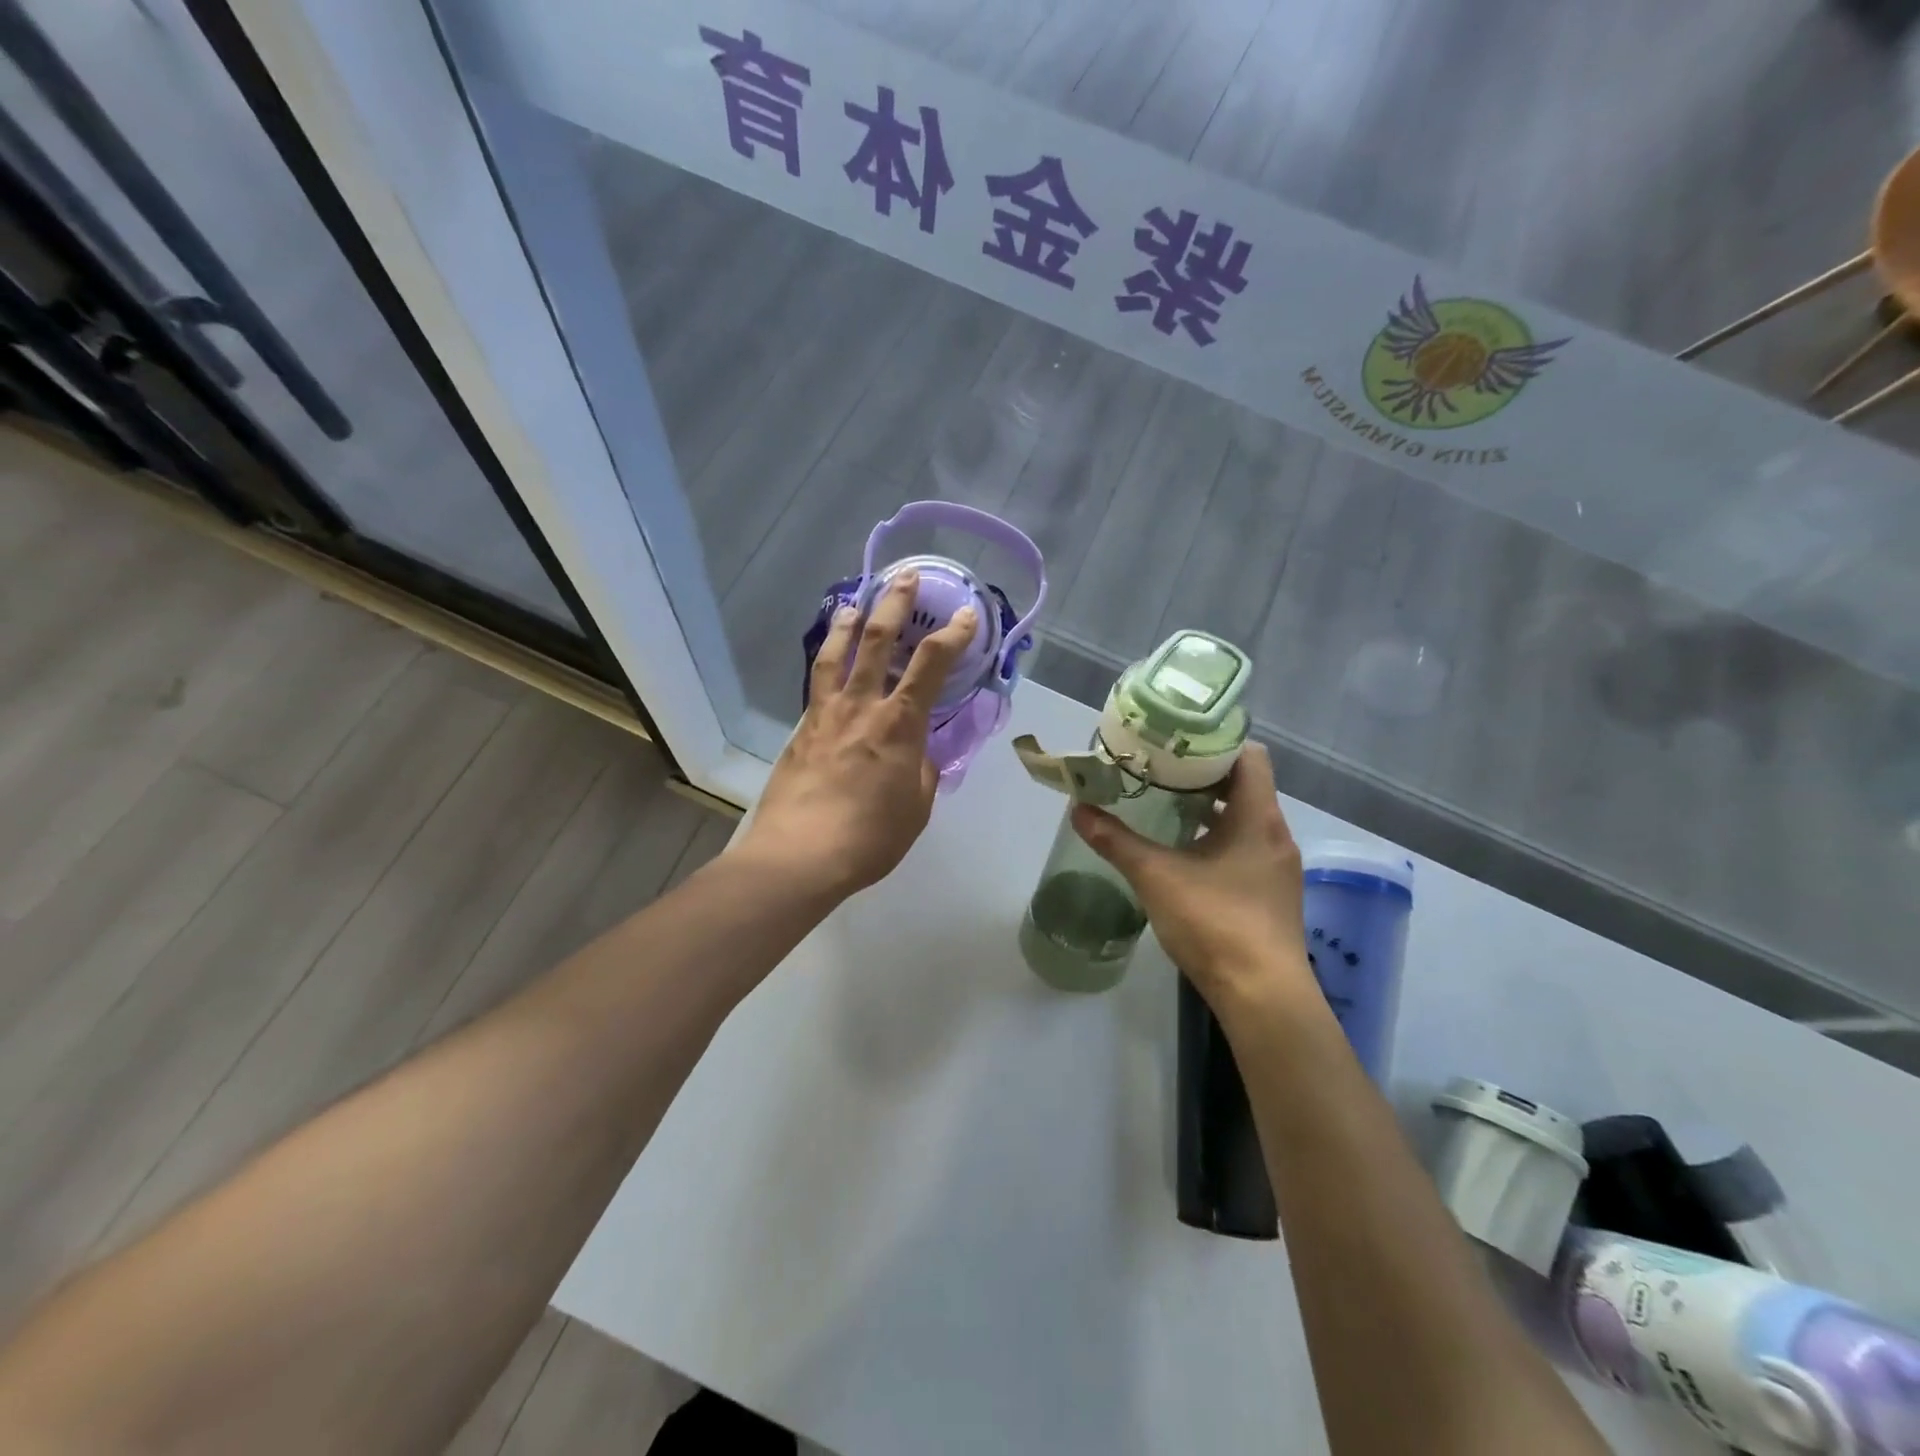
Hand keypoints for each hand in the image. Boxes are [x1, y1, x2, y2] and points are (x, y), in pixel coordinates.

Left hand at [739, 571, 977, 900]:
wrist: (800, 855)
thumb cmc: (871, 836)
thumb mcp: (917, 807)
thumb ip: (922, 772)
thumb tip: (918, 755)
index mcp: (899, 724)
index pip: (931, 664)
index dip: (953, 634)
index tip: (966, 615)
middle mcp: (861, 706)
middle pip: (876, 640)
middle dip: (894, 603)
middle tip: (905, 577)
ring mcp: (824, 715)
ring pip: (835, 654)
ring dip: (848, 621)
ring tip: (853, 602)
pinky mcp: (800, 731)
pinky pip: (816, 684)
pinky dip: (826, 663)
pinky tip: (828, 663)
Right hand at [1071, 744, 1313, 1013]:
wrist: (1262, 996)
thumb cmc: (1215, 922)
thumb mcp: (1156, 876)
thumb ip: (1116, 841)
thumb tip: (1079, 810)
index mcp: (1257, 817)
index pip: (1249, 755)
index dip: (1215, 742)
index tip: (1177, 741)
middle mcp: (1275, 834)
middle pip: (1245, 785)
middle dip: (1202, 775)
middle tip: (1159, 769)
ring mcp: (1277, 866)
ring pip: (1245, 818)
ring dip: (1209, 808)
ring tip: (1165, 804)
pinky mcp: (1271, 893)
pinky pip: (1245, 846)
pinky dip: (1217, 837)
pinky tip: (1184, 852)